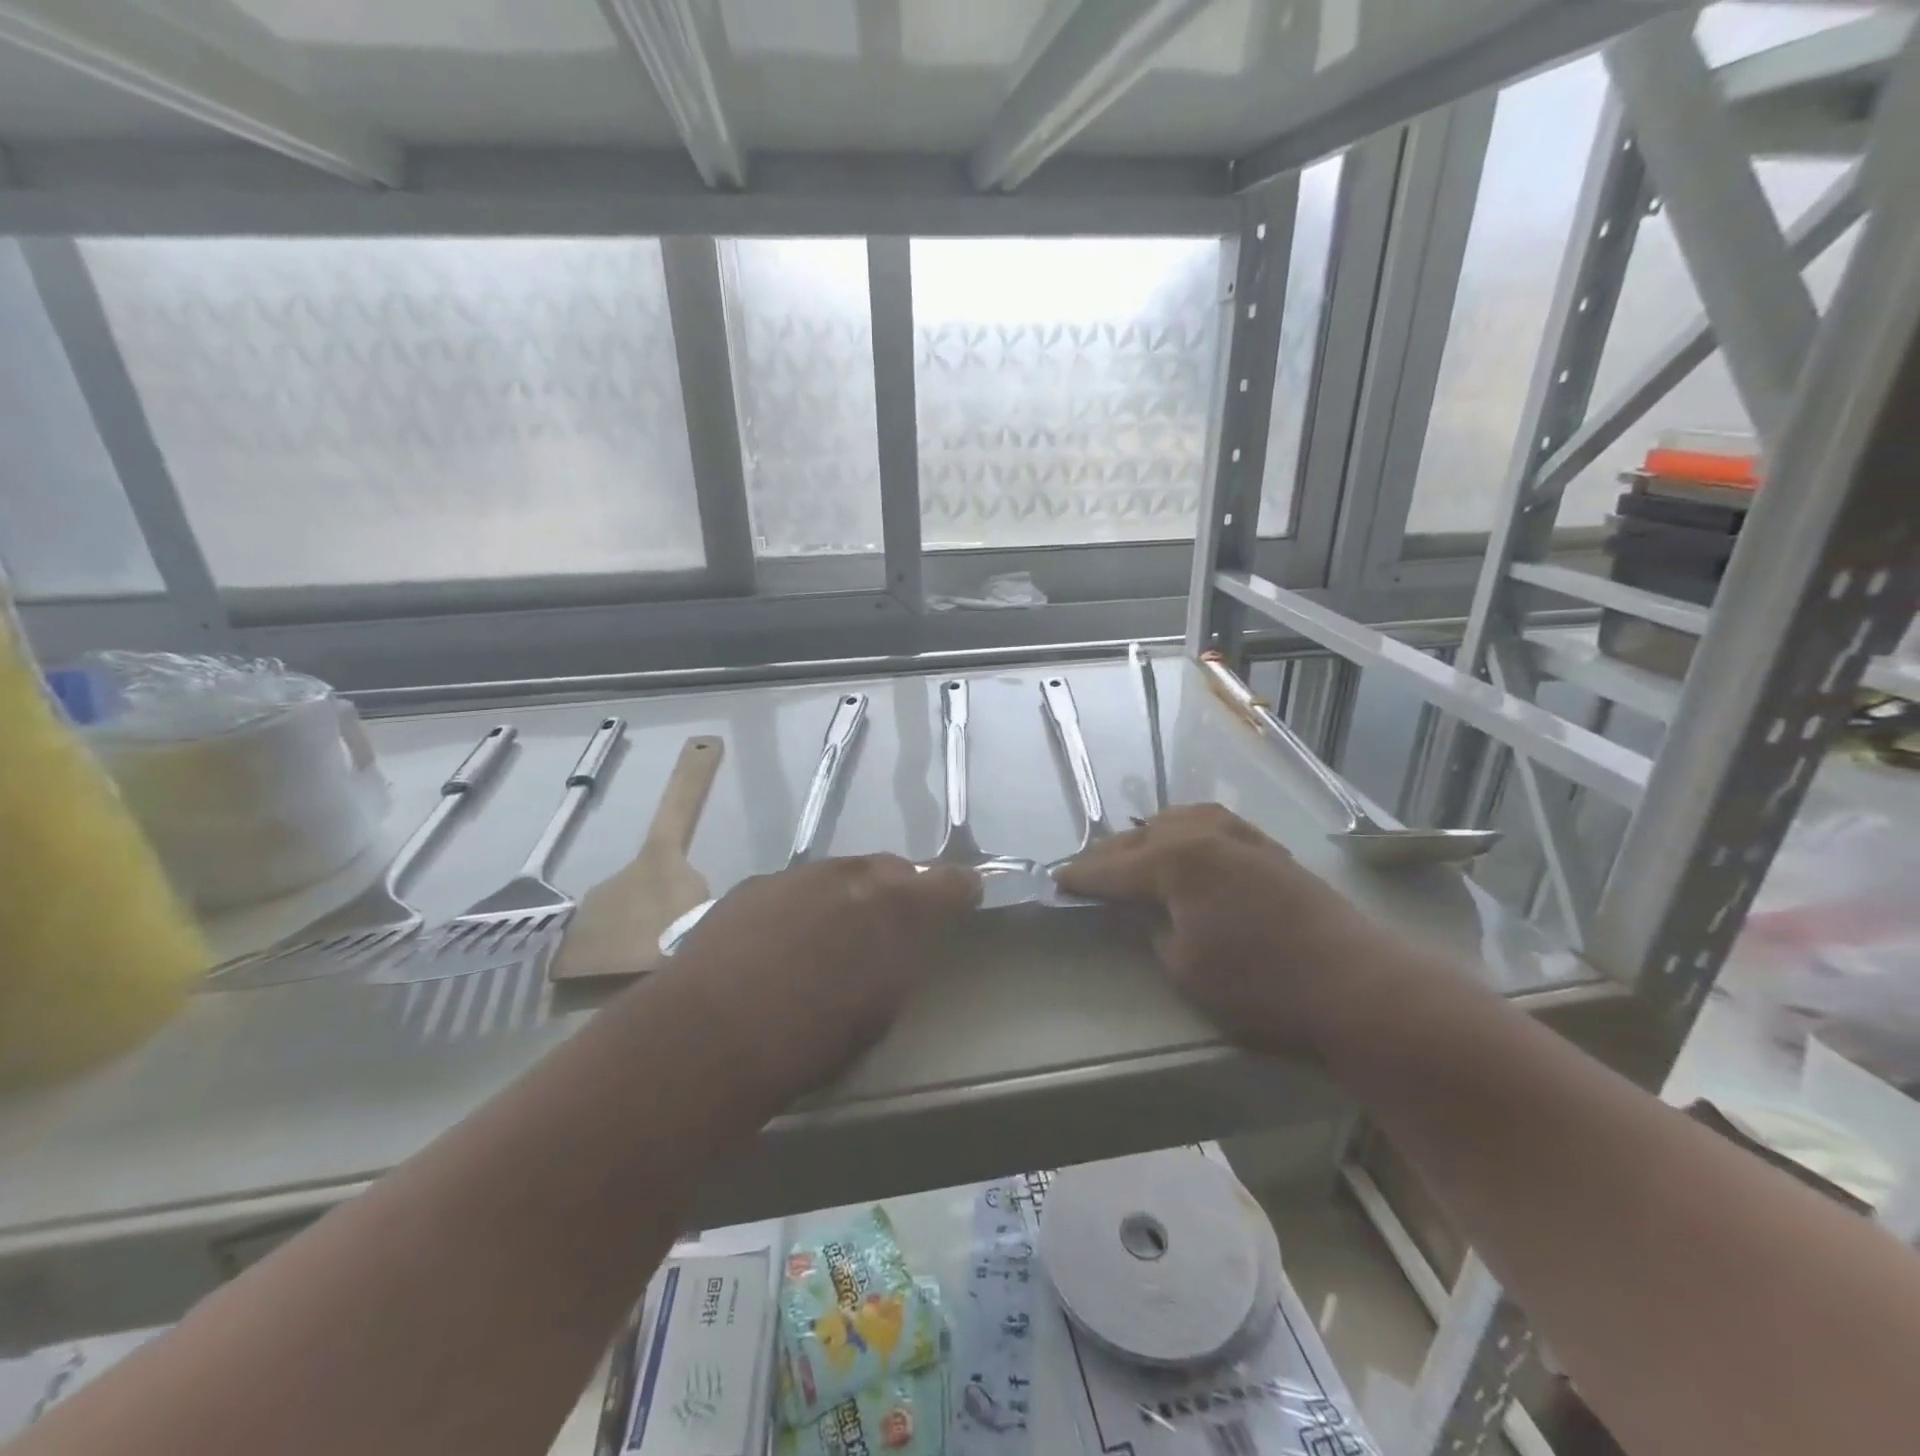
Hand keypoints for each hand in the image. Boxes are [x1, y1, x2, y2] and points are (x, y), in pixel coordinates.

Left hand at [657, 856, 980, 1100]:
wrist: (707, 1037)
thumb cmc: (807, 1041)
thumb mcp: (877, 1011)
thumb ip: (898, 963)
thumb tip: (902, 944)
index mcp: (894, 909)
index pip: (944, 883)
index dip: (958, 887)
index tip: (966, 892)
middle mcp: (850, 877)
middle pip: (890, 868)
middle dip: (900, 887)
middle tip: (896, 917)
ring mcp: (798, 875)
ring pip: (840, 873)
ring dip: (850, 893)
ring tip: (838, 928)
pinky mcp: (754, 886)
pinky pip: (796, 887)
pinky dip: (804, 903)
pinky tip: (786, 937)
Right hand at [1056, 804, 1413, 1058]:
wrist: (1358, 987)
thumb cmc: (1261, 986)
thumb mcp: (1185, 969)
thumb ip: (1153, 930)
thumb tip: (1145, 913)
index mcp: (1175, 860)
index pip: (1112, 867)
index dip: (1081, 876)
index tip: (1056, 880)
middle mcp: (1204, 834)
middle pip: (1141, 837)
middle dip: (1110, 854)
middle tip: (1085, 871)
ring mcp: (1241, 835)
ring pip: (1177, 821)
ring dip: (1147, 838)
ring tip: (1132, 855)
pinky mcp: (1269, 848)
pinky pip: (1209, 827)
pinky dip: (1184, 835)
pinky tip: (1188, 850)